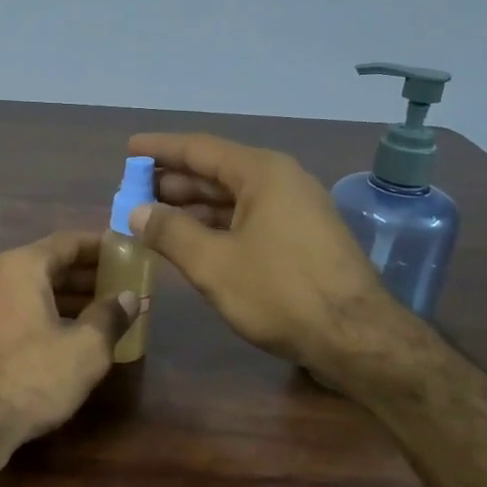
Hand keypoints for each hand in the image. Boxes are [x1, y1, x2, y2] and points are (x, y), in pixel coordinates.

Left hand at [0, 231, 141, 455]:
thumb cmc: (29, 378)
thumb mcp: (83, 351)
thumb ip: (109, 317)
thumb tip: (128, 297)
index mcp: (20, 266)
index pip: (67, 242)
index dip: (100, 246)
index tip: (125, 252)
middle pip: (46, 265)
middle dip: (84, 276)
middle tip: (118, 287)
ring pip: (27, 290)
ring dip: (62, 298)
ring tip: (98, 314)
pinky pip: (10, 310)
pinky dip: (39, 314)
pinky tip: (61, 337)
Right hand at [125, 132, 420, 381]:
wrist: (357, 337)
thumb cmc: (280, 292)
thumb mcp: (214, 263)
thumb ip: (170, 232)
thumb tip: (136, 211)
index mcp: (261, 173)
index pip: (199, 148)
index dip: (160, 149)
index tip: (129, 150)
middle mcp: (281, 180)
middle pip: (217, 171)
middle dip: (173, 181)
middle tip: (133, 190)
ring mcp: (296, 209)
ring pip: (233, 198)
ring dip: (193, 206)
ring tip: (154, 215)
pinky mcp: (302, 237)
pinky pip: (249, 217)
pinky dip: (217, 224)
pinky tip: (193, 240)